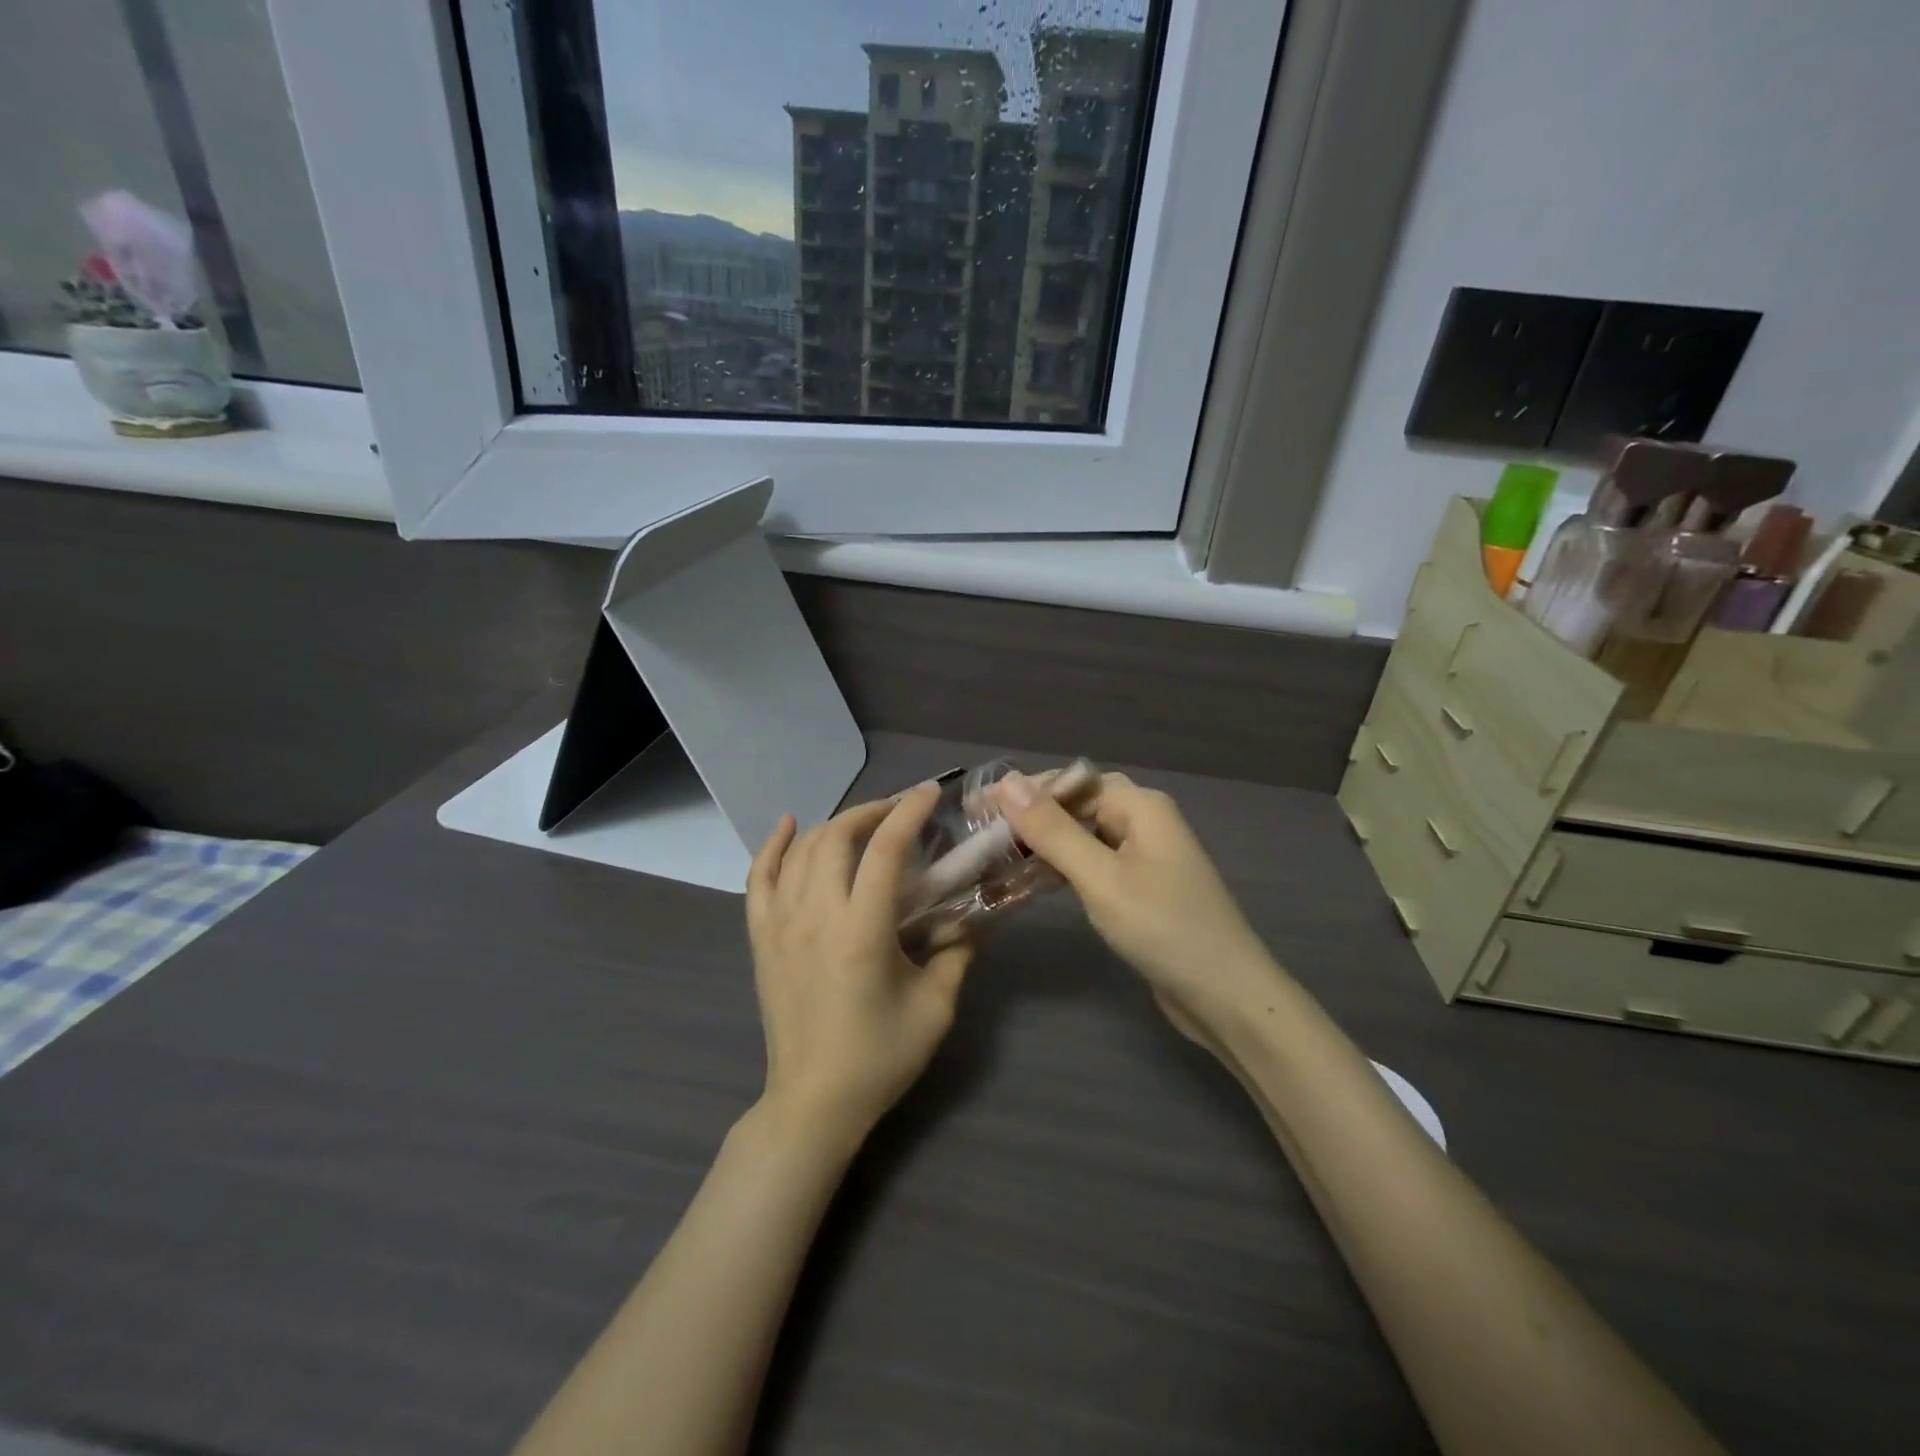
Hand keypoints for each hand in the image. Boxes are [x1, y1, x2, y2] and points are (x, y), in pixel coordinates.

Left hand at [746, 784, 972, 1143]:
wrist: (814, 1102)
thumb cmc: (879, 1057)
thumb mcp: (936, 1007)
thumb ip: (958, 952)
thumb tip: (973, 916)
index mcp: (862, 931)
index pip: (885, 850)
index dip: (909, 812)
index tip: (931, 792)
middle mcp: (815, 915)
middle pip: (838, 837)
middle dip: (873, 811)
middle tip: (902, 810)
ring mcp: (781, 924)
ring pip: (801, 850)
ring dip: (835, 824)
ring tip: (864, 822)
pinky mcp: (762, 938)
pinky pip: (759, 878)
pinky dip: (773, 846)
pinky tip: (789, 825)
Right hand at [997, 772, 1278, 1033]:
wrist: (1225, 997)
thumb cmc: (1163, 929)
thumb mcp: (1101, 878)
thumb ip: (1053, 830)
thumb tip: (1006, 783)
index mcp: (1140, 805)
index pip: (1070, 781)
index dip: (1022, 791)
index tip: (975, 808)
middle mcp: (1144, 820)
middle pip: (1077, 804)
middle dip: (1030, 815)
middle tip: (980, 831)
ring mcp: (1144, 854)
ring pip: (1083, 835)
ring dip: (1042, 842)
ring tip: (995, 854)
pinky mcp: (1141, 886)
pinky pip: (1094, 862)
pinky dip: (1062, 867)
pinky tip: (1032, 879)